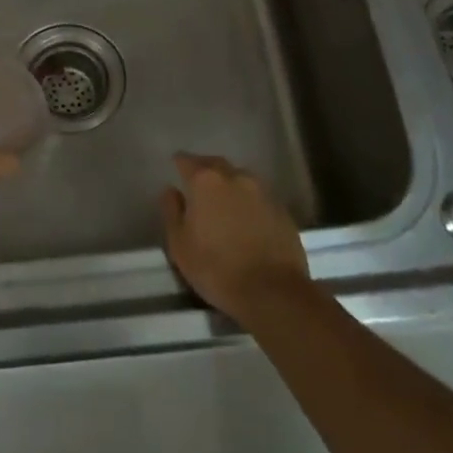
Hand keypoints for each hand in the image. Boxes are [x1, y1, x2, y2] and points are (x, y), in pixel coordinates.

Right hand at [159, 154, 309, 320]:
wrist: (273, 292)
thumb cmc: (216, 268)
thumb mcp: (179, 244)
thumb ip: (172, 211)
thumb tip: (170, 190)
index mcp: (205, 181)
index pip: (187, 161)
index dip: (179, 163)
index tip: (175, 168)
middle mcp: (235, 177)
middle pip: (215, 164)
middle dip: (204, 169)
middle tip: (197, 183)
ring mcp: (262, 191)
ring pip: (240, 177)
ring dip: (229, 184)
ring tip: (223, 200)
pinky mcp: (282, 209)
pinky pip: (259, 196)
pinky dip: (248, 201)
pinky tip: (246, 218)